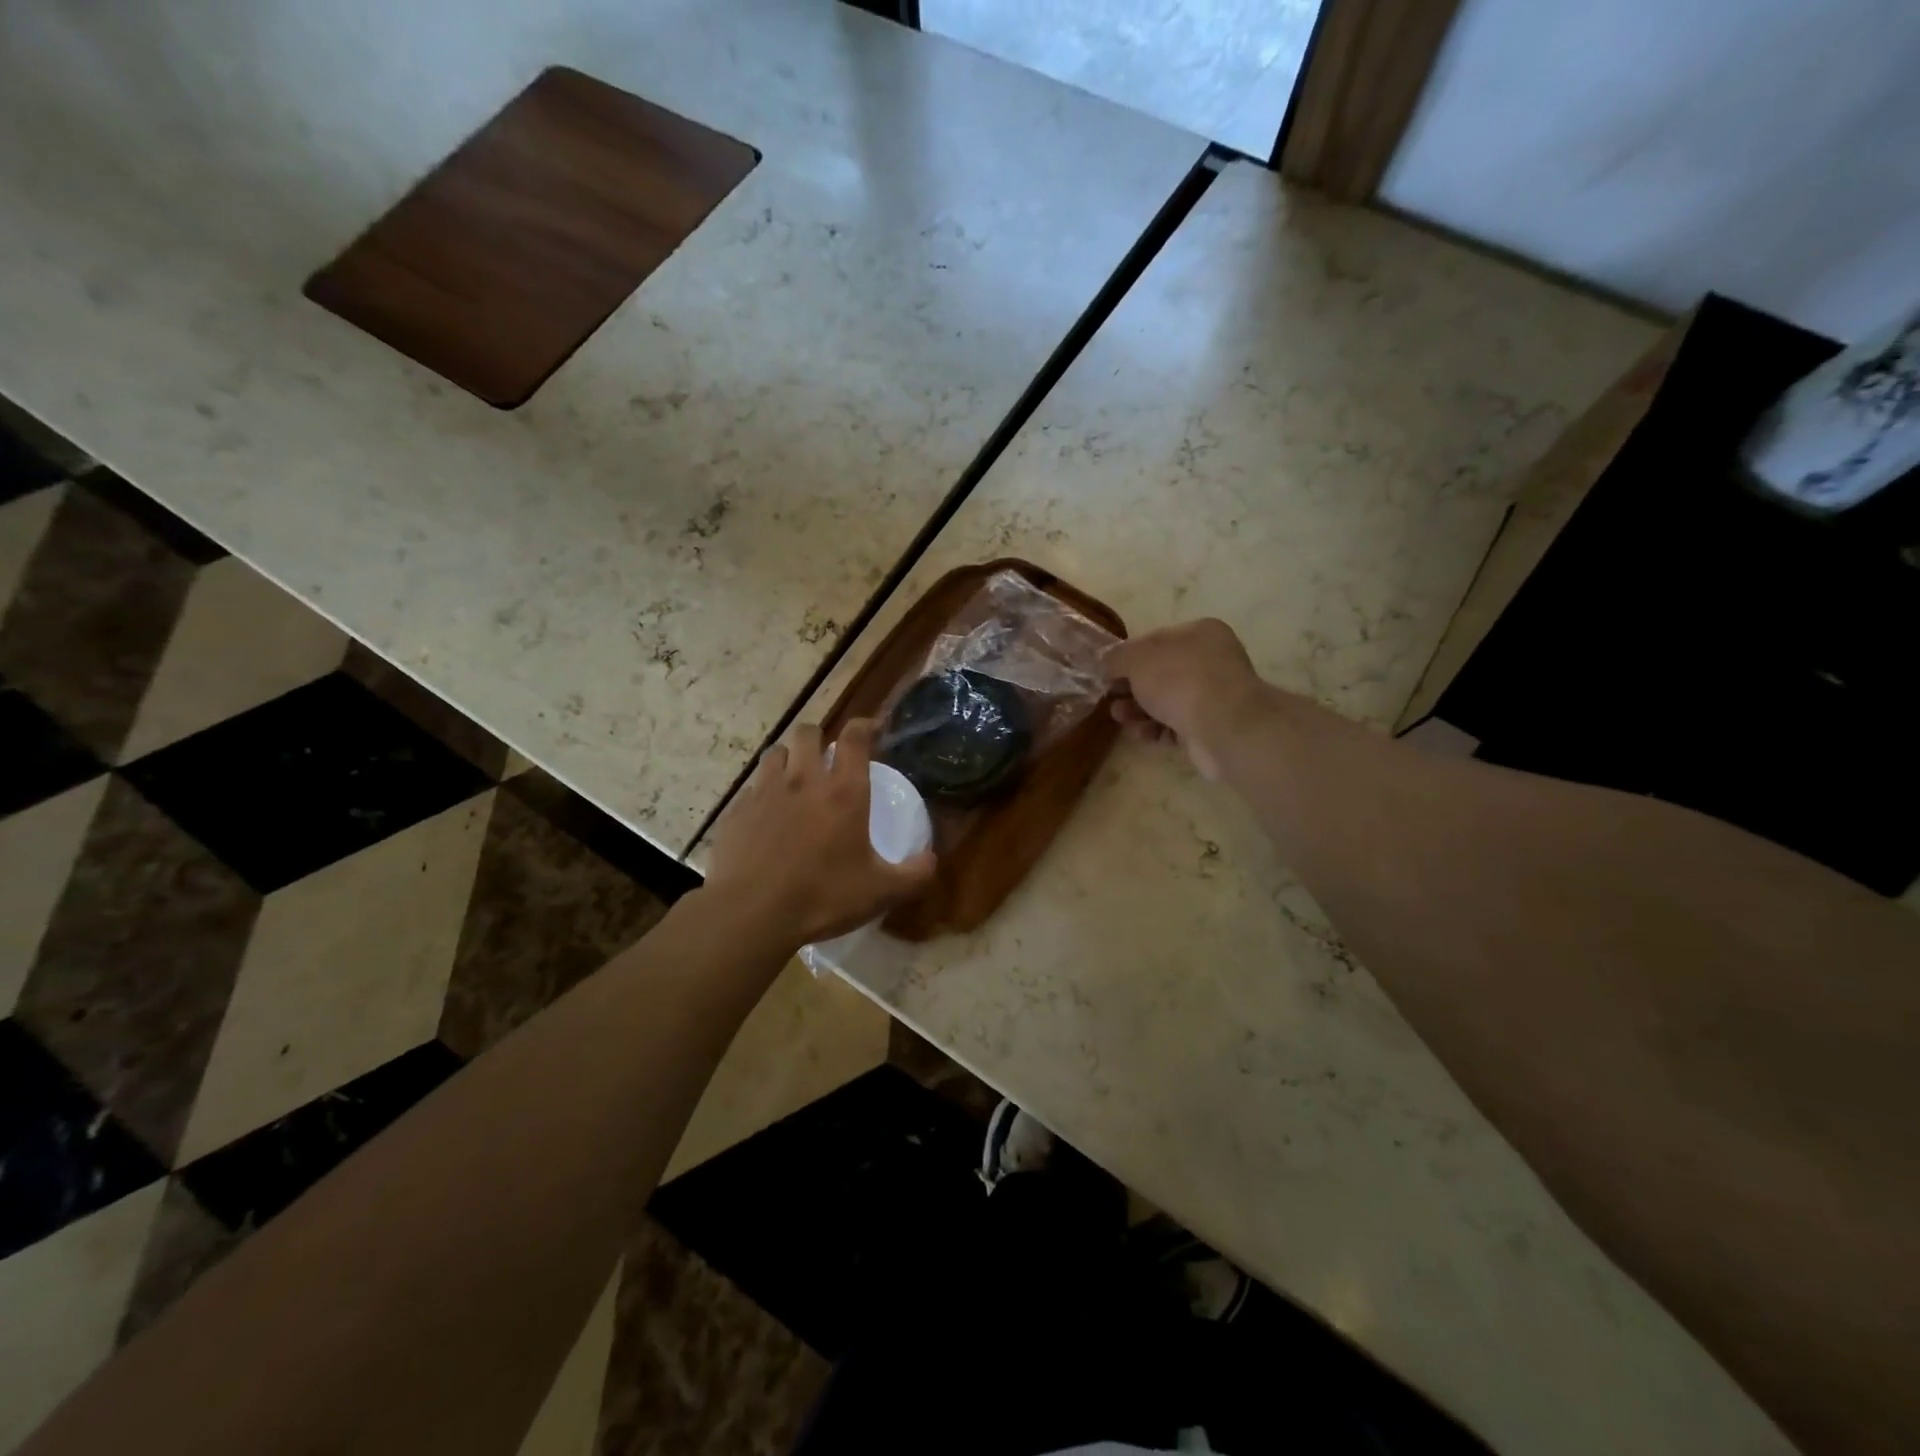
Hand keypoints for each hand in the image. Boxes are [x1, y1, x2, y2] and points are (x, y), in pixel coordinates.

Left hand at [704, 719, 936, 949]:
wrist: (751, 914)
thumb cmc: (823, 897)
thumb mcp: (881, 892)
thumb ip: (914, 874)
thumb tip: (931, 861)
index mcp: (844, 792)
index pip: (854, 737)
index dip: (865, 725)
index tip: (873, 728)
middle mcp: (804, 780)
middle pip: (807, 733)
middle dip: (819, 737)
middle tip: (827, 758)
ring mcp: (764, 792)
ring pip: (775, 753)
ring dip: (788, 759)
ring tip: (794, 780)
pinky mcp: (736, 811)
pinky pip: (750, 788)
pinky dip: (762, 792)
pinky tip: (766, 816)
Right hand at [1103, 619, 1273, 779]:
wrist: (1223, 726)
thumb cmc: (1180, 680)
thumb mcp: (1137, 659)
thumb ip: (1116, 658)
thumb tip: (1107, 664)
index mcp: (1199, 633)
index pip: (1154, 641)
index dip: (1126, 658)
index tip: (1106, 676)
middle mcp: (1210, 660)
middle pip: (1159, 674)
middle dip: (1130, 689)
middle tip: (1111, 701)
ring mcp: (1214, 695)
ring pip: (1165, 701)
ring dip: (1139, 711)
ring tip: (1122, 719)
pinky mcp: (1212, 726)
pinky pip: (1176, 725)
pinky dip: (1157, 729)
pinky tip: (1144, 735)